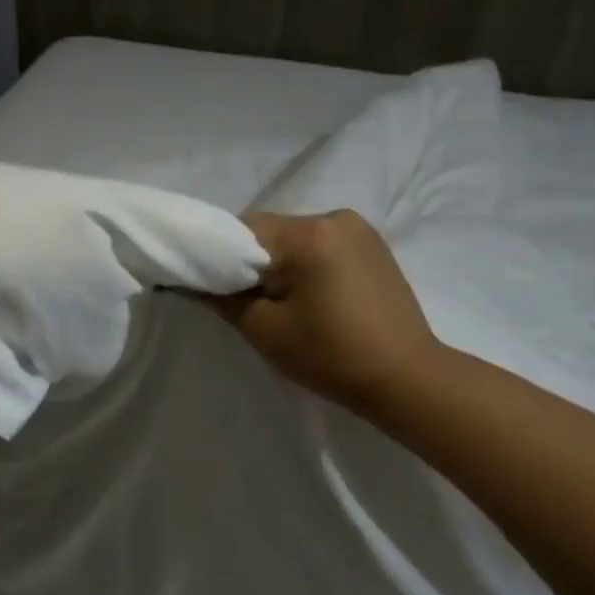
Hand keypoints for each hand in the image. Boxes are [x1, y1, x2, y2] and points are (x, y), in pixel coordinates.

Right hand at [206, 210, 437, 416]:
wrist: (406, 378)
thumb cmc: (331, 356)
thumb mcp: (265, 330)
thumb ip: (222, 297)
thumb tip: (188, 280)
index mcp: (307, 233)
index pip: (242, 230)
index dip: (220, 256)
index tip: (216, 288)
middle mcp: (334, 216)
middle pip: (270, 229)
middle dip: (252, 260)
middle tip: (248, 300)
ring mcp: (359, 228)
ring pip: (295, 236)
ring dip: (280, 261)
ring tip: (285, 301)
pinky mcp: (374, 243)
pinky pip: (321, 243)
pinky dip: (307, 262)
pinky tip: (314, 295)